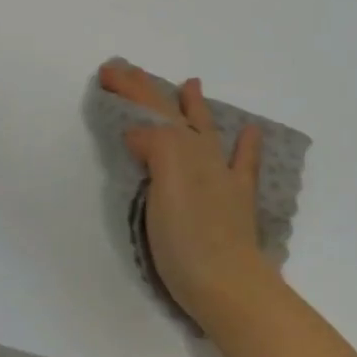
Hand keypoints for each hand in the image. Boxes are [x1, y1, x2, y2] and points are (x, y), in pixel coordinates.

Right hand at [98, 62, 273, 332]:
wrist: (229, 285)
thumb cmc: (186, 239)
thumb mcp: (162, 185)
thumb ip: (155, 147)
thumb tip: (139, 134)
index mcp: (180, 150)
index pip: (151, 111)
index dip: (130, 89)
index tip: (106, 72)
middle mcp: (202, 156)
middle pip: (171, 115)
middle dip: (147, 91)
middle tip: (124, 71)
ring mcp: (222, 177)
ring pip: (204, 131)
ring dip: (193, 107)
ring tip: (191, 84)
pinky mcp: (236, 201)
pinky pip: (242, 164)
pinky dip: (245, 145)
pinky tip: (250, 131)